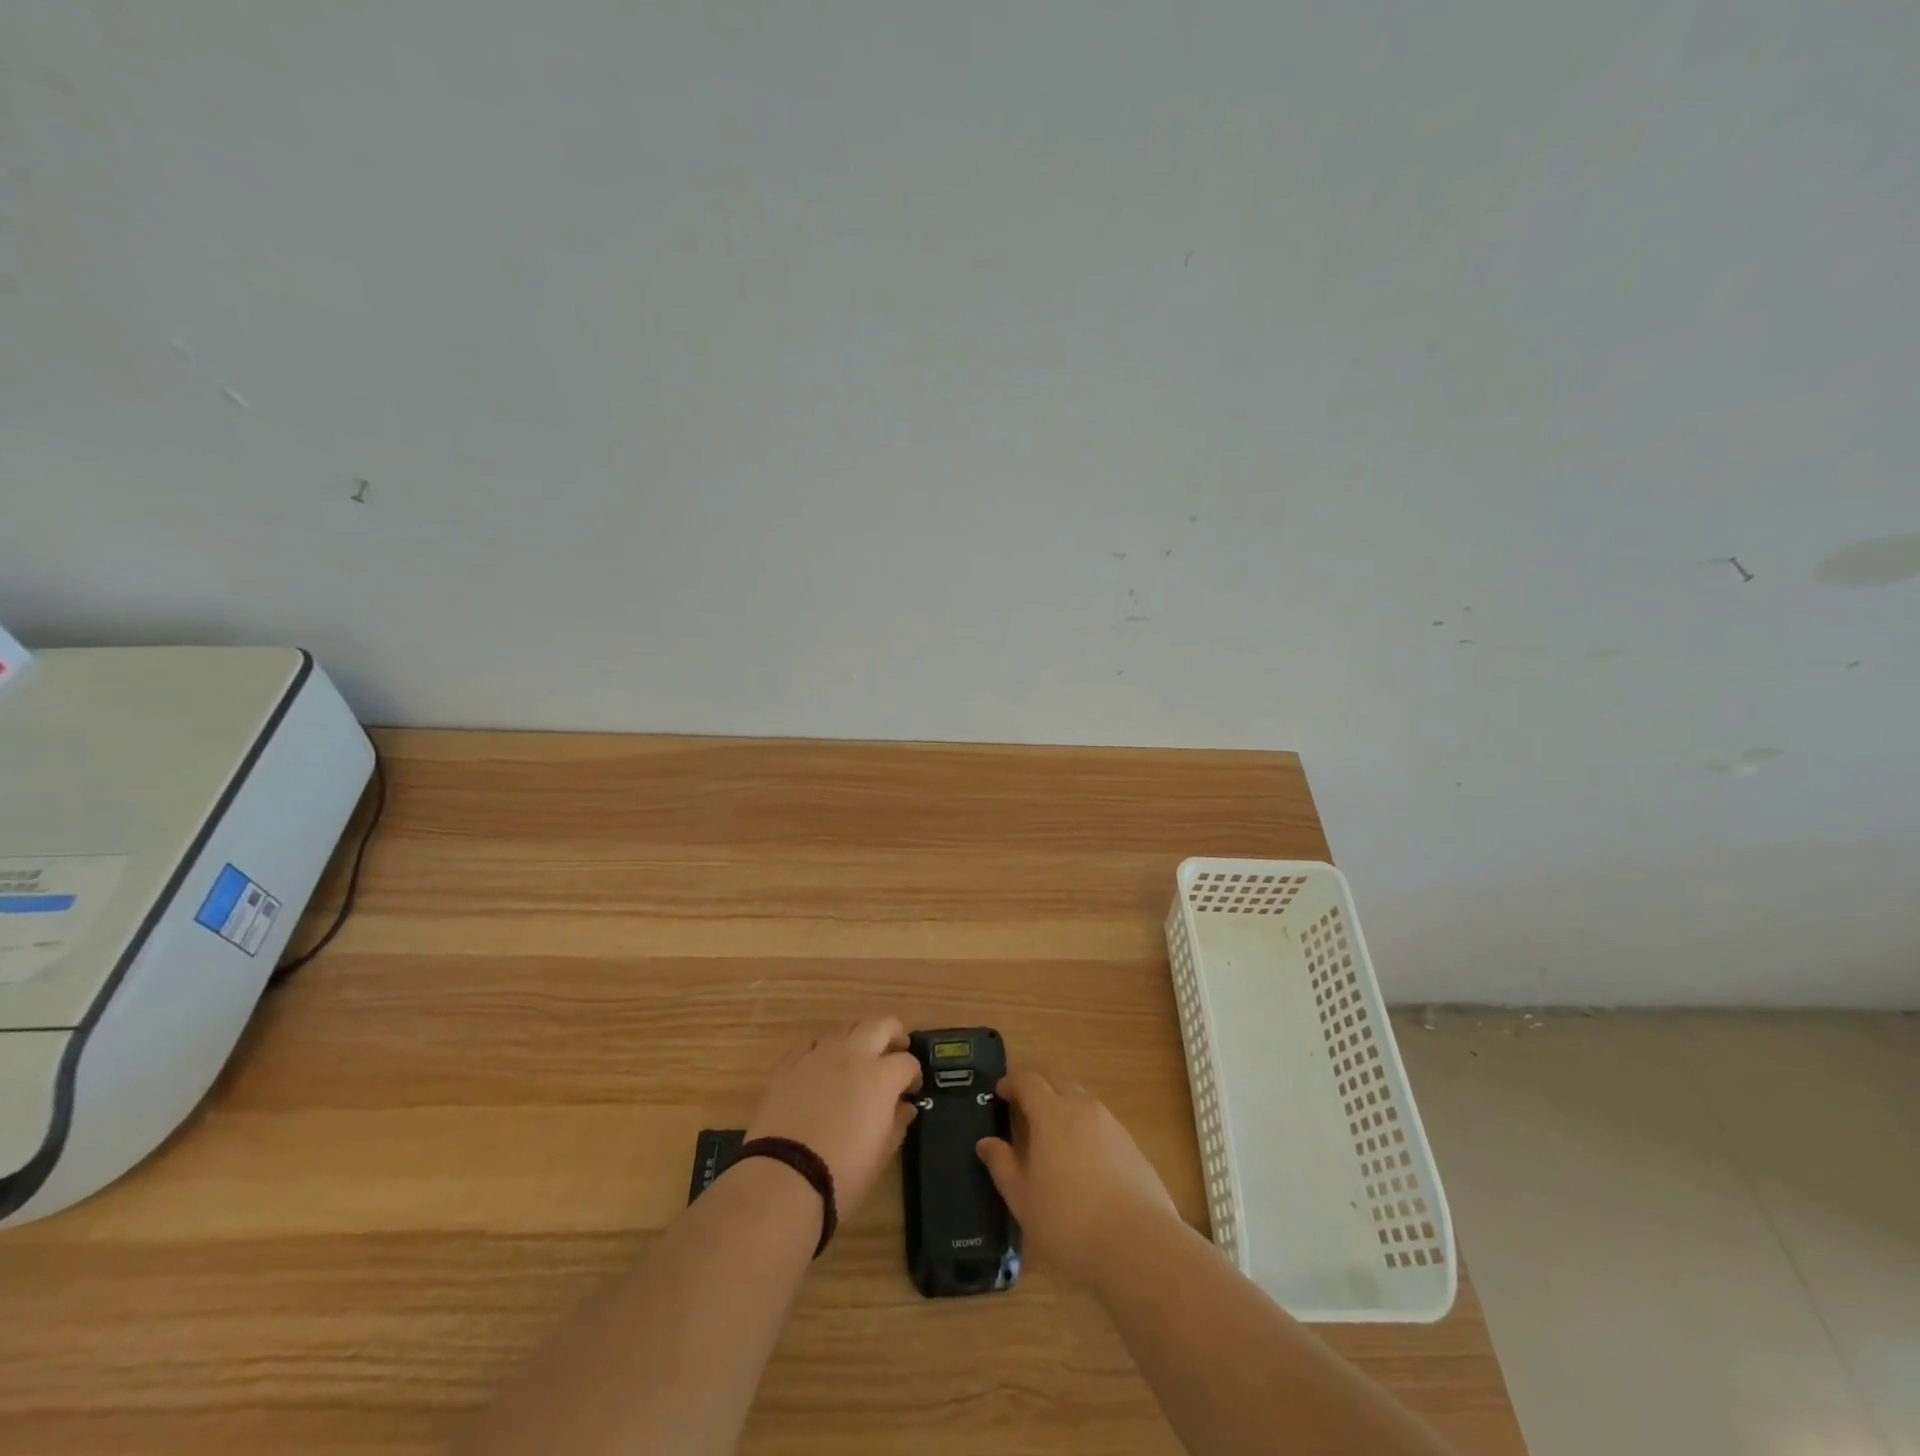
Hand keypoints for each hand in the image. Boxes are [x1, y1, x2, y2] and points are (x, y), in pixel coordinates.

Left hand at [744, 1018, 922, 1216]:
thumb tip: (905, 1106)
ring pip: (846, 1027)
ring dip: (859, 1037)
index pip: (907, 1062)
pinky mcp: (790, 1063)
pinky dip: (824, 1049)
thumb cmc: (842, 1173)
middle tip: (895, 1052)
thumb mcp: (881, 1154)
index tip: (911, 1090)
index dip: (913, 1075)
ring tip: (859, 1059)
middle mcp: (853, 1054)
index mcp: (881, 1076)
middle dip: (893, 1034)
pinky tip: (823, 1066)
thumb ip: (897, 1123)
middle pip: (881, 1025)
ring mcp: (819, 1054)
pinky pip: (813, 1043)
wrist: (783, 1178)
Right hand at [975, 1069, 1180, 1288]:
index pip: (1028, 1081)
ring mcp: (1111, 1124)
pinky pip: (1101, 1121)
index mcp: (1051, 1114)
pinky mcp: (1131, 1144)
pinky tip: (1083, 1158)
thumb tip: (986, 1143)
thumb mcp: (1023, 1198)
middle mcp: (1082, 1108)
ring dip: (1064, 1104)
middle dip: (1039, 1086)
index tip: (1000, 1093)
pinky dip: (1085, 1126)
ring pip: (1082, 1099)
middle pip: (1057, 1080)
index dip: (1012, 1083)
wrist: (1137, 1244)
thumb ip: (1002, 1165)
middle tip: (1024, 1106)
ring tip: (1053, 1133)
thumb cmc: (1068, 1221)